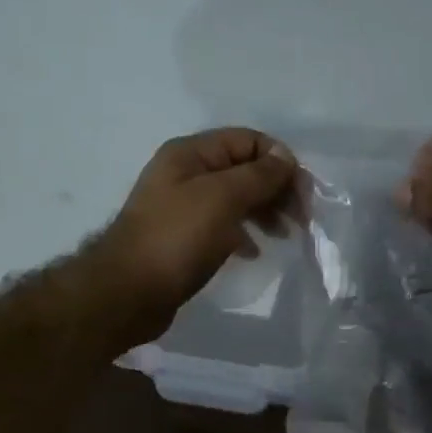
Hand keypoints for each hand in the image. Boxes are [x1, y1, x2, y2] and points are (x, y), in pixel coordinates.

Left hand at [97, 127, 295, 326]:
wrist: (129, 292)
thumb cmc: (177, 238)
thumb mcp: (223, 198)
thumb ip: (258, 175)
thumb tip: (285, 158)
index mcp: (191, 153)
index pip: (248, 140)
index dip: (279, 161)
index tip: (302, 193)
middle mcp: (186, 173)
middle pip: (244, 169)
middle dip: (276, 188)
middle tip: (300, 218)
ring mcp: (183, 206)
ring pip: (236, 198)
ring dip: (265, 211)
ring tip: (284, 235)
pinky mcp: (184, 237)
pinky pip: (224, 225)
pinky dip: (244, 233)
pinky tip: (254, 252)